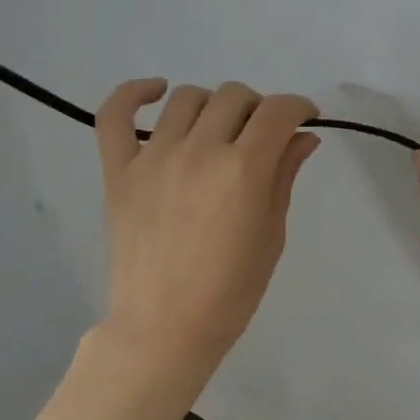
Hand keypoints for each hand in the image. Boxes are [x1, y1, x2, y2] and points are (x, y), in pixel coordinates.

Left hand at [96, 79, 320, 375]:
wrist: (165, 327)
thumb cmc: (231, 291)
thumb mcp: (271, 235)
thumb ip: (284, 177)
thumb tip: (302, 138)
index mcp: (243, 170)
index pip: (278, 111)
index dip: (299, 107)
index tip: (305, 119)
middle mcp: (199, 151)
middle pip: (235, 97)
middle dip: (259, 108)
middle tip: (263, 136)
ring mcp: (153, 157)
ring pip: (187, 98)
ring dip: (213, 105)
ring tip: (218, 129)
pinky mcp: (118, 171)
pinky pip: (115, 115)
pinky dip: (134, 93)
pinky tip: (156, 92)